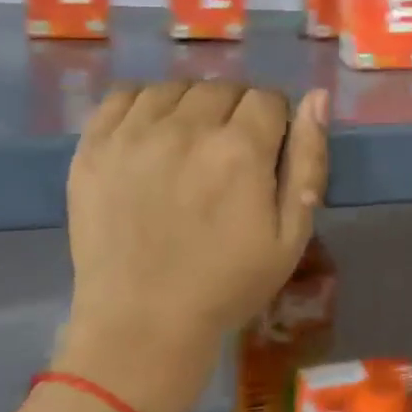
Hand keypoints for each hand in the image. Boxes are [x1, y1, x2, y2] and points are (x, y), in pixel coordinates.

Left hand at [56, 82, 328, 411]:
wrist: (143, 323)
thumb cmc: (227, 284)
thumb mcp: (291, 235)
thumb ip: (308, 161)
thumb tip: (317, 97)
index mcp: (240, 150)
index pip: (269, 98)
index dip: (275, 122)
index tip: (267, 152)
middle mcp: (187, 128)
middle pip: (224, 88)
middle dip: (237, 113)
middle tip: (229, 156)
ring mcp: (134, 134)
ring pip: (176, 88)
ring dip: (192, 107)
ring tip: (189, 146)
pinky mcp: (94, 147)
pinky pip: (124, 96)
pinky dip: (145, 104)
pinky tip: (151, 134)